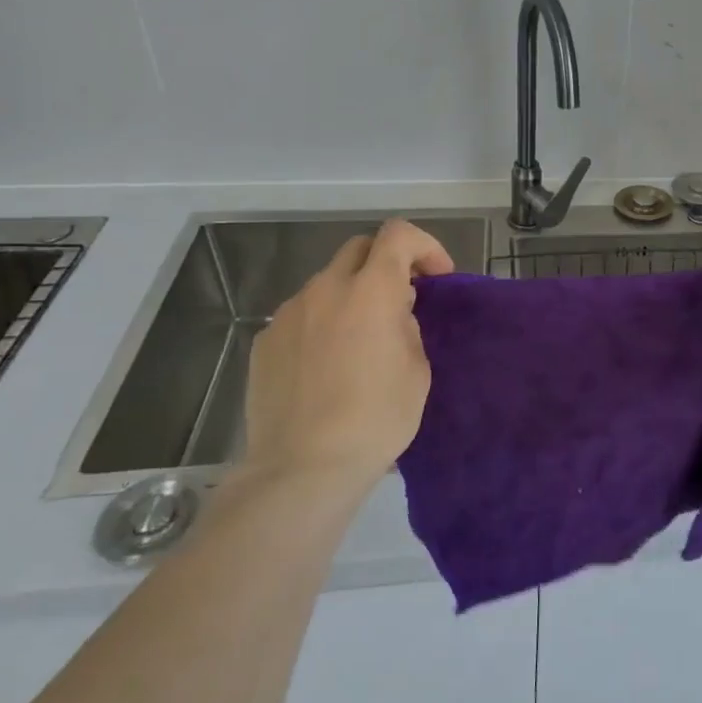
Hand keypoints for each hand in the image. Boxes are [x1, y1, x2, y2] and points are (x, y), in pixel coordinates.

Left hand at [242, 218, 454, 494]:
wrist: (303, 467)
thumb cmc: (376, 418)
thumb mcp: (417, 370)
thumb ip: (407, 326)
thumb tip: (392, 315)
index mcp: (371, 291)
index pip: (397, 234)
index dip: (424, 246)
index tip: (436, 278)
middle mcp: (325, 289)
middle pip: (359, 248)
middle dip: (386, 264)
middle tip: (402, 301)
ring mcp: (289, 314)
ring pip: (327, 283)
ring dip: (351, 295)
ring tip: (361, 340)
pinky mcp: (264, 342)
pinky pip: (302, 316)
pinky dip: (322, 324)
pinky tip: (327, 365)